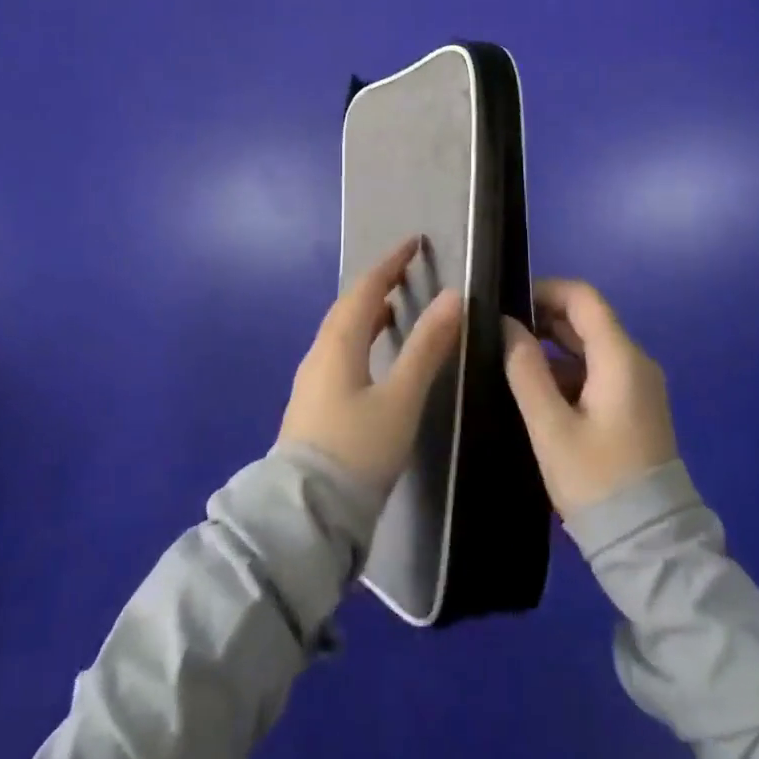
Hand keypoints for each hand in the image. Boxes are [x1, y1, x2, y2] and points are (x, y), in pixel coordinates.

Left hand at [278, 237, 462, 492]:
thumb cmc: (358, 450)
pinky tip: (374, 356)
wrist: (306, 515)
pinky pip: (339, 351)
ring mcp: (312, 380)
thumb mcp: (401, 399)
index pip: (366, 288)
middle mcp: (320, 353)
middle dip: (377, 284)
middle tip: (406, 273)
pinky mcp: (313, 404)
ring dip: (367, 312)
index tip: (414, 243)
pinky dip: (360, 337)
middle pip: (349, 306)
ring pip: (341, 330)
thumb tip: (453, 296)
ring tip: (394, 309)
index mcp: (338, 343)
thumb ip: (427, 347)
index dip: (390, 263)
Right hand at [502, 279, 677, 518]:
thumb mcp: (551, 428)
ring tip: (511, 361)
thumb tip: (506, 325)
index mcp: (620, 358)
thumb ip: (525, 370)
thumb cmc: (598, 483)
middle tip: (501, 333)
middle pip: (588, 319)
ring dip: (553, 346)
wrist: (653, 550)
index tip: (508, 303)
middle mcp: (635, 362)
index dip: (545, 290)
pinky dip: (568, 371)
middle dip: (544, 318)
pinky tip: (538, 392)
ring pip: (591, 347)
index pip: (583, 297)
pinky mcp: (635, 409)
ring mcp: (639, 387)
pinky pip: (599, 372)